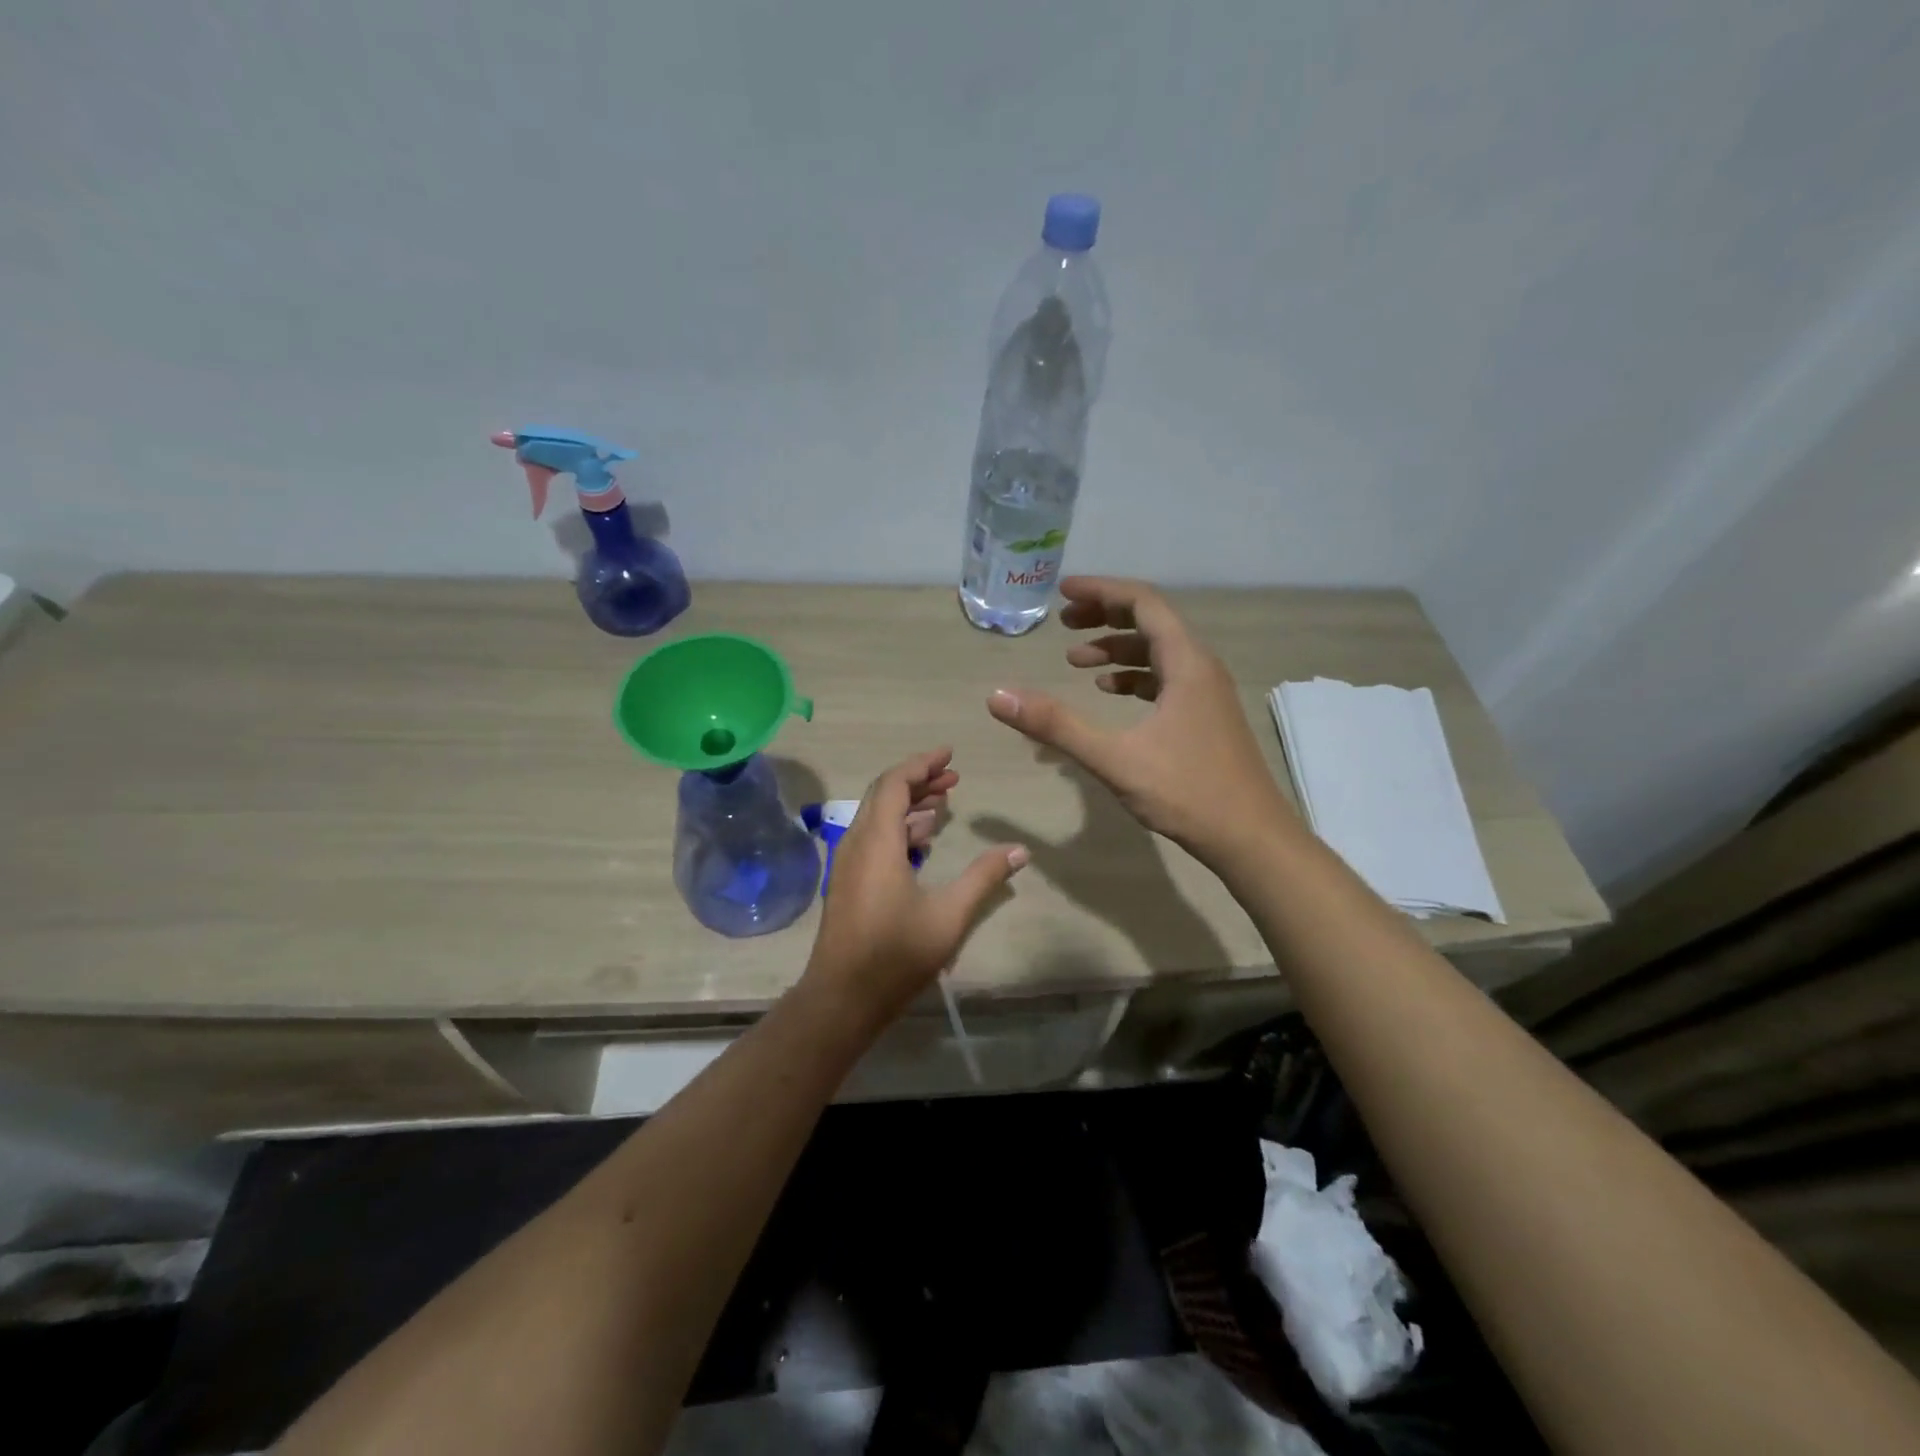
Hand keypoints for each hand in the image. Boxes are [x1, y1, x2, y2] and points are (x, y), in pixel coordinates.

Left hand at [802, 748, 1027, 1027]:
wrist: (842, 998)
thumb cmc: (896, 954)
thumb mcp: (949, 915)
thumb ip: (984, 877)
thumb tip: (1020, 850)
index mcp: (877, 842)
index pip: (894, 783)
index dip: (922, 764)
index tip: (950, 754)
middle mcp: (857, 843)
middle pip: (884, 795)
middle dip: (918, 781)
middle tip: (954, 778)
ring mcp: (848, 864)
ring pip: (877, 817)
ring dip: (909, 806)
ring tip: (944, 805)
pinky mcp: (848, 882)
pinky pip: (873, 838)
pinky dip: (898, 829)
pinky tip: (923, 841)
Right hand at [986, 577, 1294, 869]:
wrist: (1251, 839)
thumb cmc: (1187, 793)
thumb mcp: (1114, 758)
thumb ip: (1056, 725)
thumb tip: (998, 697)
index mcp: (1186, 663)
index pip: (1143, 602)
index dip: (1101, 591)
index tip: (1062, 593)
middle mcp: (1201, 667)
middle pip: (1151, 622)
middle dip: (1105, 616)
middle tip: (1064, 624)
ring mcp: (1207, 693)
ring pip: (1159, 652)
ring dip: (1117, 649)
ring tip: (1076, 660)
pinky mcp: (1206, 716)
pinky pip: (1166, 679)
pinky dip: (1134, 677)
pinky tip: (1110, 691)